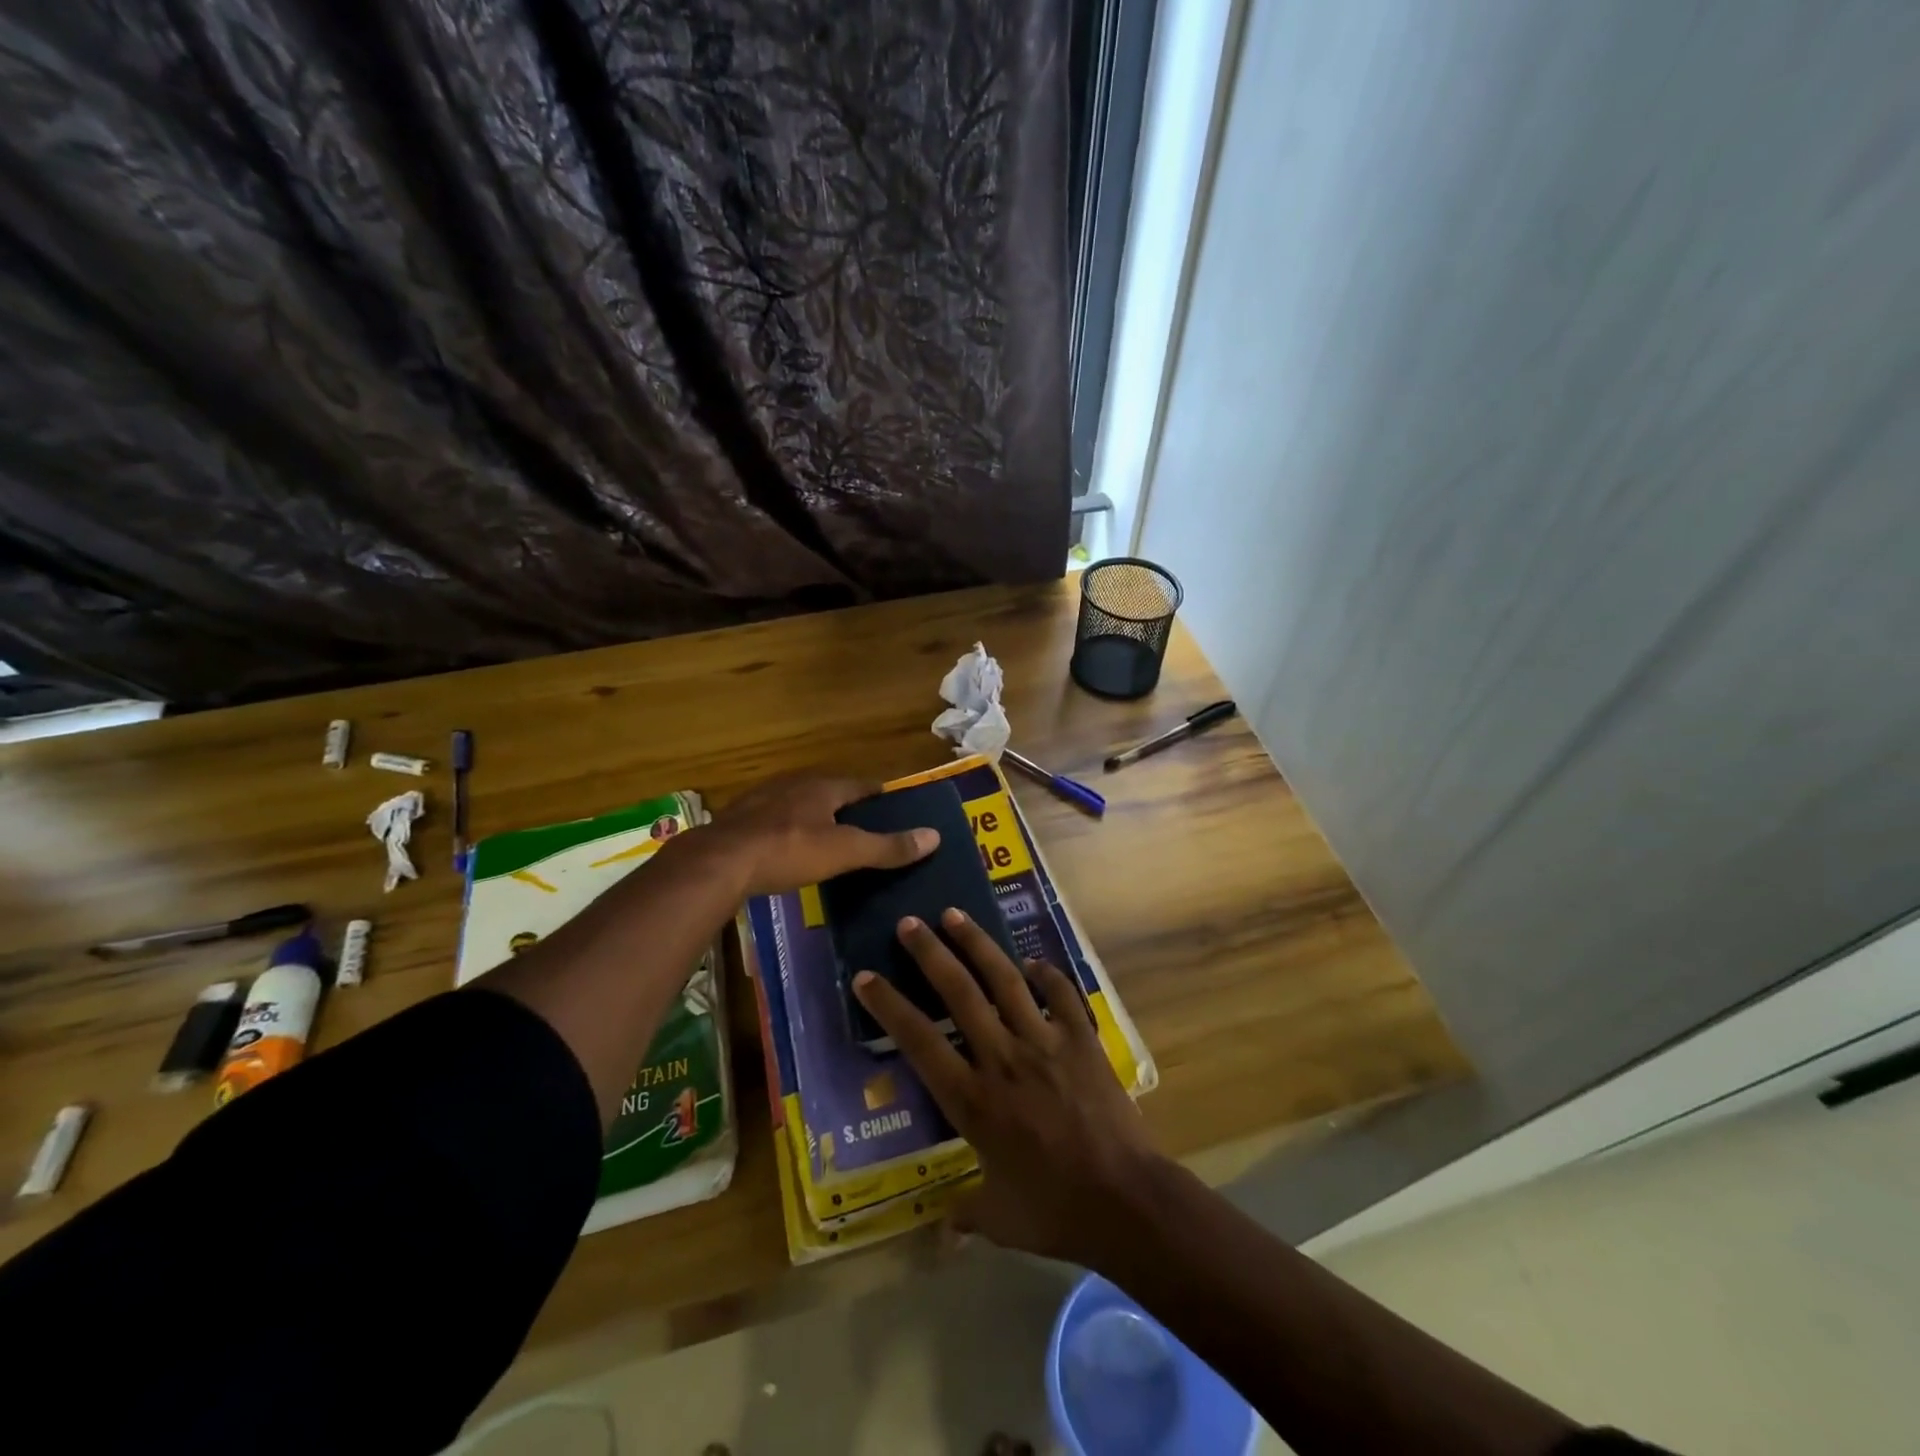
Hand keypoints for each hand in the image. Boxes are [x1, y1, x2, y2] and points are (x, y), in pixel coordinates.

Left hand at [699, 776, 938, 896]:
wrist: (719, 862)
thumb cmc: (789, 850)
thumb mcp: (845, 852)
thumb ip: (887, 846)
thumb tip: (935, 836)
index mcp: (822, 787)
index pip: (861, 785)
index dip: (879, 795)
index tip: (895, 806)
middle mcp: (793, 784)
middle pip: (829, 791)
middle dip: (847, 806)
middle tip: (865, 827)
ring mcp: (762, 800)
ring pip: (799, 804)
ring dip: (815, 817)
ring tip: (830, 839)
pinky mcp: (739, 821)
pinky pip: (774, 821)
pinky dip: (788, 831)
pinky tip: (788, 850)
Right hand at [852, 908, 1166, 1264]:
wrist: (1126, 1200)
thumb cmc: (1055, 1210)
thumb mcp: (999, 1218)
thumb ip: (966, 1213)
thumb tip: (943, 1232)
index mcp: (972, 1099)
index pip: (919, 1041)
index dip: (889, 1006)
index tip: (865, 977)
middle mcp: (1002, 1058)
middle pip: (958, 993)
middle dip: (929, 953)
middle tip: (909, 923)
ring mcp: (1044, 1042)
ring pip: (1004, 980)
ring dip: (977, 944)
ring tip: (954, 914)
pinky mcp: (1081, 1039)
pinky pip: (1060, 994)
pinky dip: (1046, 974)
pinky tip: (1033, 961)